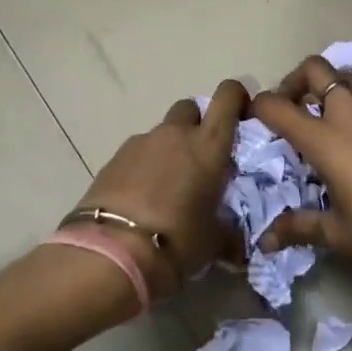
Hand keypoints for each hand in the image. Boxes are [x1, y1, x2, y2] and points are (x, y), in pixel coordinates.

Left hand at [70, 81, 248, 300]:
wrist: (111, 253)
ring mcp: (140, 143)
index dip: (235, 97)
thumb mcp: (214, 242)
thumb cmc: (177, 242)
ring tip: (168, 186)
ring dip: (170, 149)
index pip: (227, 97)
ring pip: (162, 132)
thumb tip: (236, 244)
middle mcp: (175, 134)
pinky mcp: (113, 159)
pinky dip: (144, 166)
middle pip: (190, 108)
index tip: (240, 113)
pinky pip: (138, 153)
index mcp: (208, 145)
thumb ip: (229, 232)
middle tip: (201, 156)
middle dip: (198, 123)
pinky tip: (142, 197)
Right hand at [249, 57, 351, 310]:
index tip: (251, 120)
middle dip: (294, 83)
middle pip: (317, 70)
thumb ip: (299, 228)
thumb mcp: (341, 236)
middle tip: (290, 116)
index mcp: (329, 140)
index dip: (258, 106)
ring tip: (327, 152)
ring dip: (327, 107)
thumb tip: (264, 240)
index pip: (279, 106)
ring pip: (347, 94)